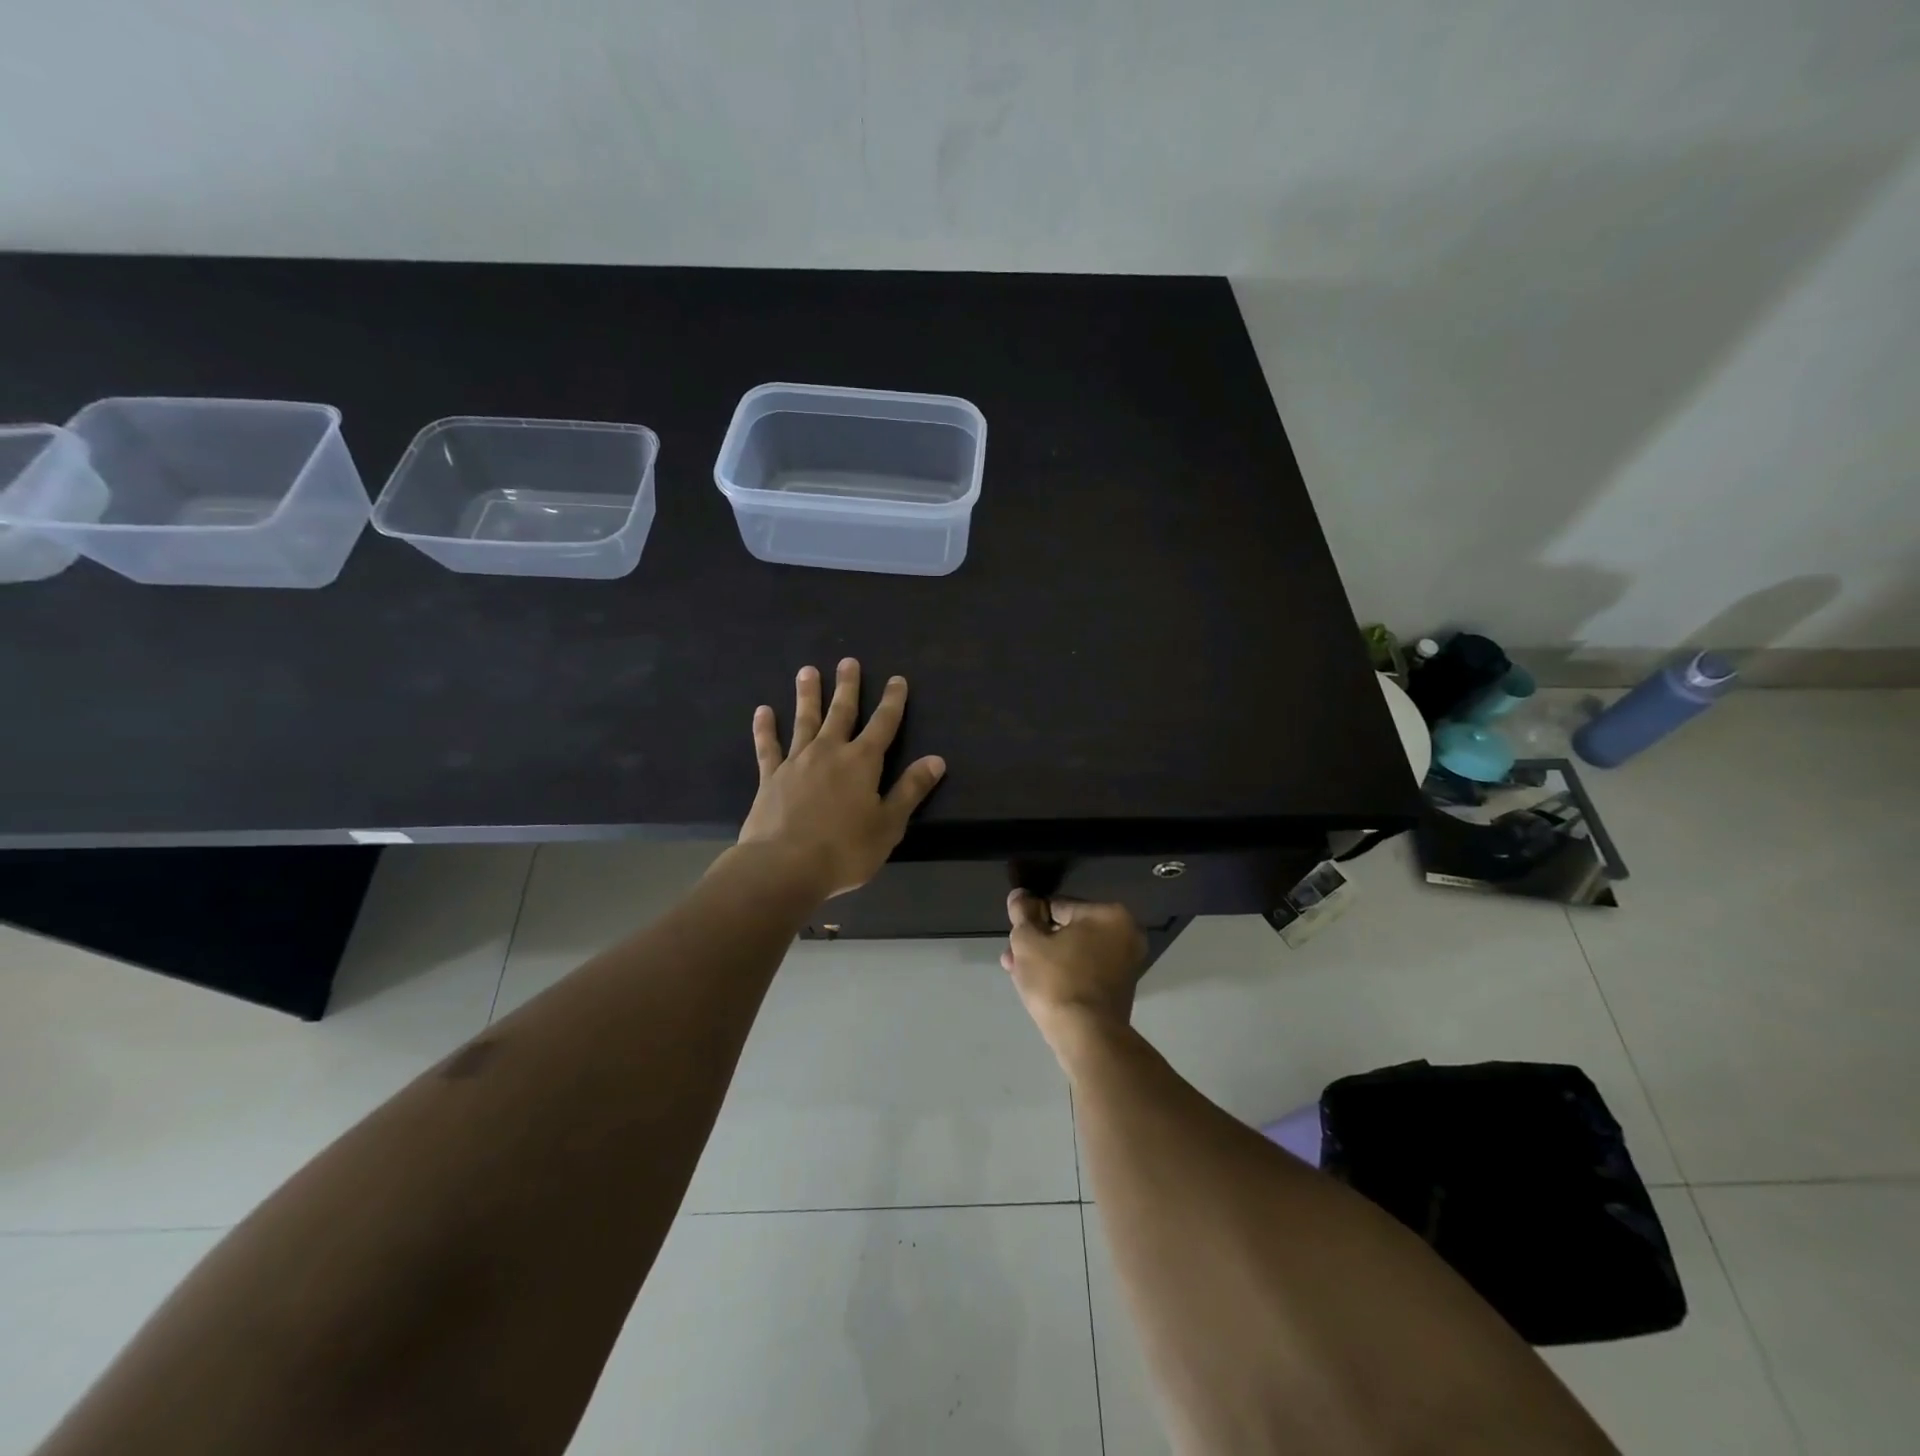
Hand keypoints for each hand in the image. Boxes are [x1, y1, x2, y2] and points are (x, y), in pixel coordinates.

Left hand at [737, 659, 945, 899]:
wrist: (784, 866)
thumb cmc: (845, 850)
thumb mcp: (889, 824)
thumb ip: (910, 789)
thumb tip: (936, 760)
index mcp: (862, 762)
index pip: (883, 724)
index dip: (892, 701)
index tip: (896, 679)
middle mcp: (830, 752)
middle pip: (842, 712)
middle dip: (847, 687)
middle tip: (848, 661)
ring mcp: (796, 762)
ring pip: (804, 720)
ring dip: (808, 695)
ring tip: (808, 671)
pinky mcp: (770, 777)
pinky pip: (768, 747)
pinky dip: (765, 728)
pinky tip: (762, 711)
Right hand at [1000, 891, 1147, 1040]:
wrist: (1087, 1038)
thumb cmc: (1057, 980)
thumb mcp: (1028, 942)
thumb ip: (1022, 914)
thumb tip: (1019, 895)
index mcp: (1110, 914)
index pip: (1059, 905)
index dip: (1031, 919)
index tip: (1015, 937)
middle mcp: (1126, 934)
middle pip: (1068, 930)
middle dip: (1038, 943)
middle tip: (1013, 958)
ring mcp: (1127, 964)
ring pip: (1075, 952)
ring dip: (1047, 959)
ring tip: (1017, 972)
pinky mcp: (1121, 989)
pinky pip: (1086, 971)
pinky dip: (1064, 974)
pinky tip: (1038, 985)